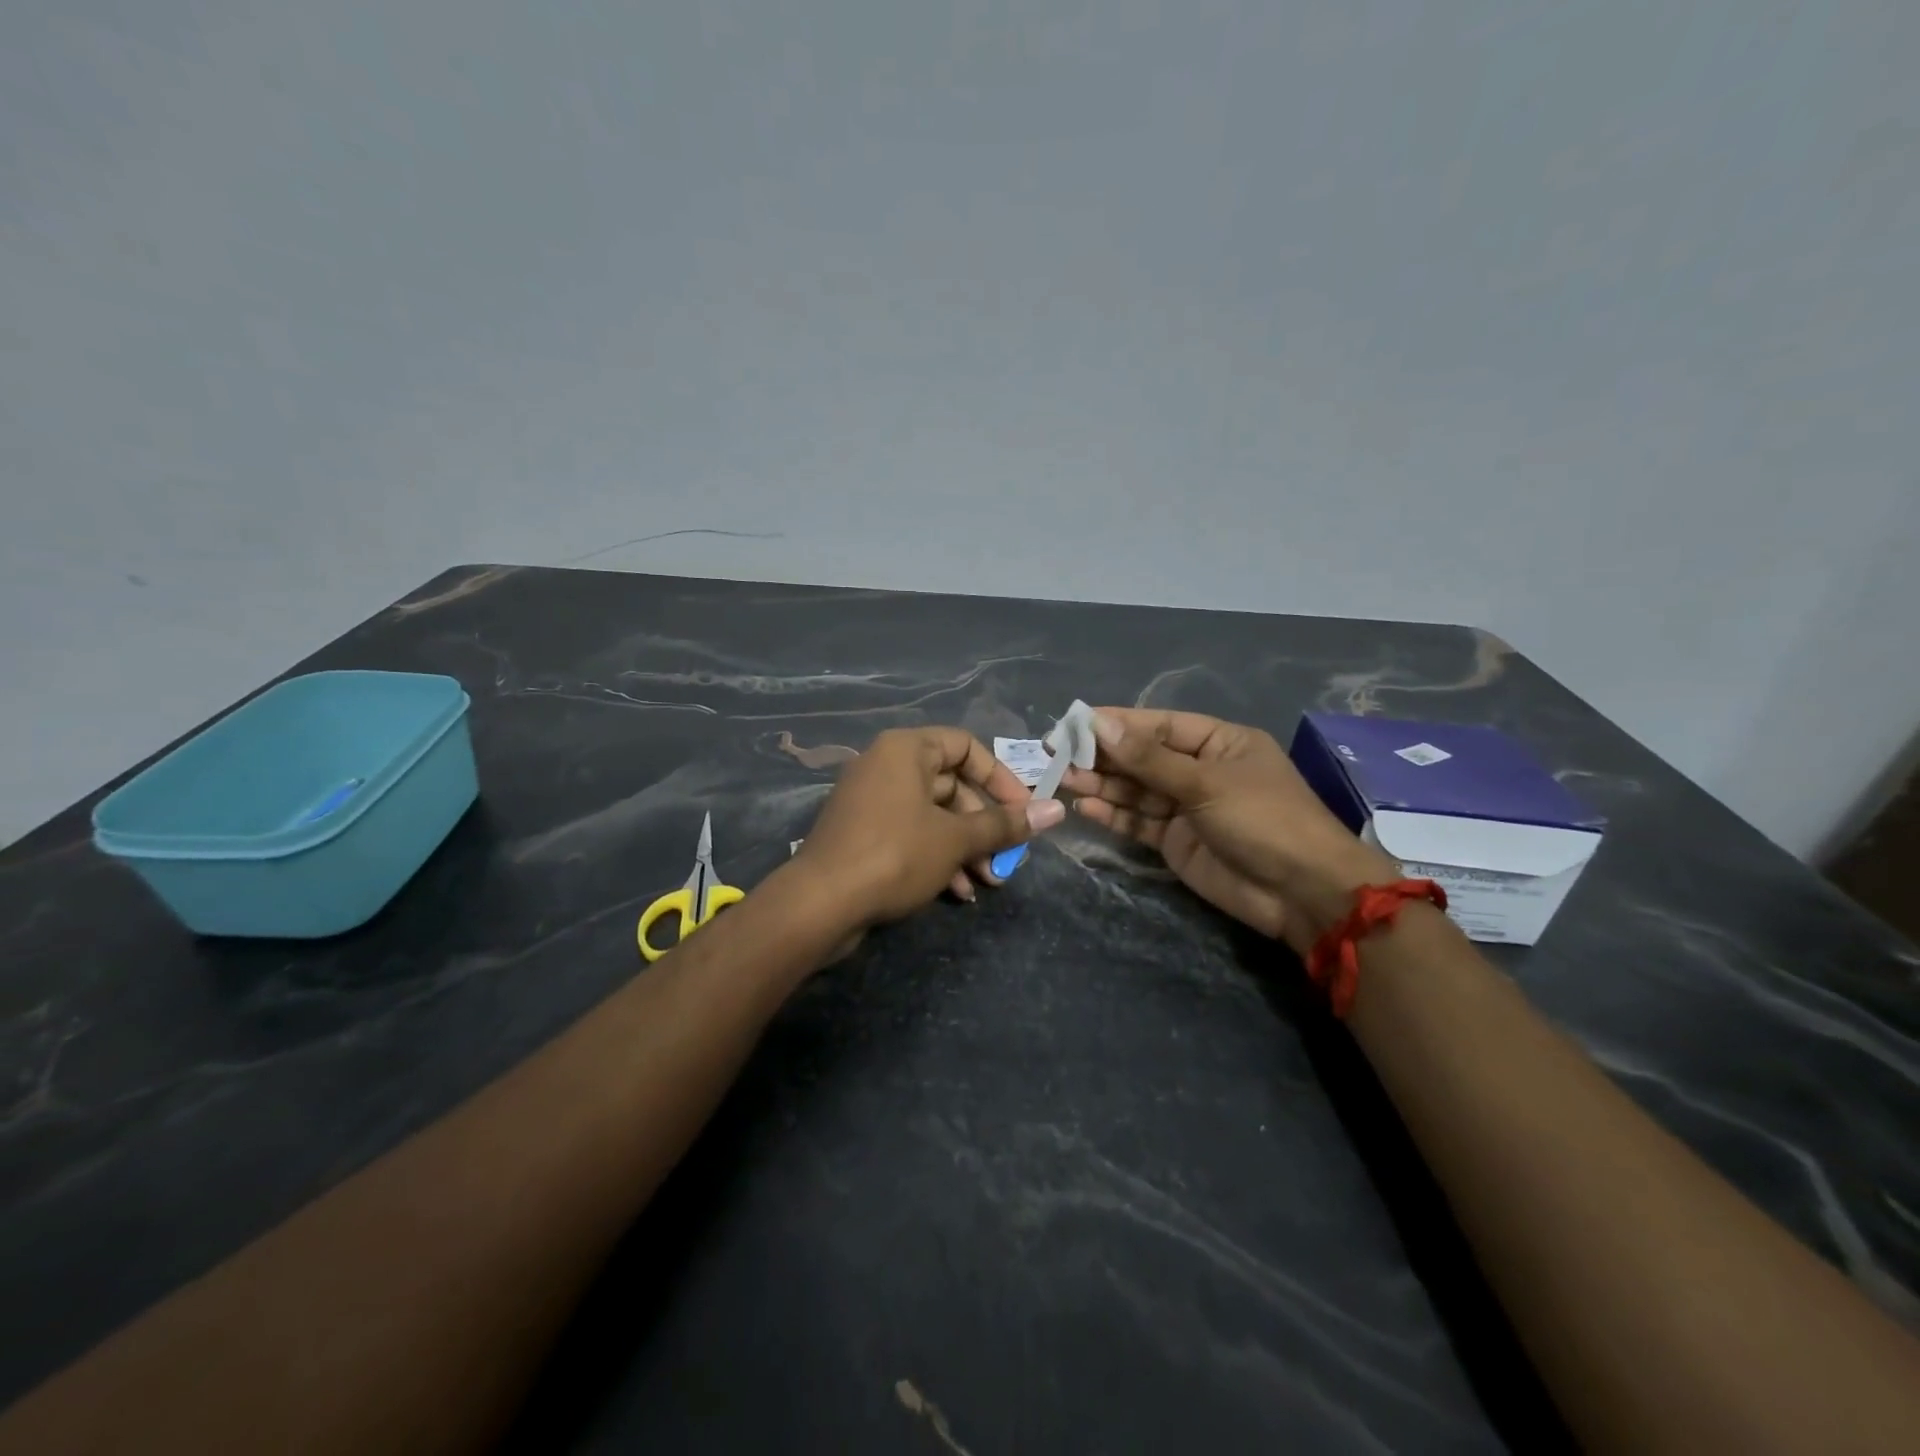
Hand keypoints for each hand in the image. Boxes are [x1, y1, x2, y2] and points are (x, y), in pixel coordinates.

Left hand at [796, 727, 1065, 930]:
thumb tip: (1057, 810)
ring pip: (932, 815)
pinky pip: (910, 834)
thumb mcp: (956, 839)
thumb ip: (1005, 824)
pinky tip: (956, 892)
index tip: (1023, 811)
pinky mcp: (862, 834)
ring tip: (986, 883)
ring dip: (964, 848)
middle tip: (1005, 859)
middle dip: (983, 826)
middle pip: (951, 786)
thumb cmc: (894, 854)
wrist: (819, 903)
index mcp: (906, 750)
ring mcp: (871, 801)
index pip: (966, 746)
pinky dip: (936, 857)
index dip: (1000, 778)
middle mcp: (886, 766)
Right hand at [1062, 708, 1394, 953]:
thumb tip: (1099, 724)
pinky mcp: (1177, 842)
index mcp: (1219, 743)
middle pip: (1143, 757)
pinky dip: (1114, 815)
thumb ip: (1149, 759)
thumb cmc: (1263, 820)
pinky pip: (1139, 822)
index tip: (1074, 723)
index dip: (1117, 723)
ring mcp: (1188, 808)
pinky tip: (1086, 808)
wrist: (1302, 893)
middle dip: (1104, 756)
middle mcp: (1201, 770)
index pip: (1159, 725)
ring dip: (1103, 785)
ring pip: (1137, 790)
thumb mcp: (1206, 783)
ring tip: (1064, 779)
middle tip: (1056, 753)